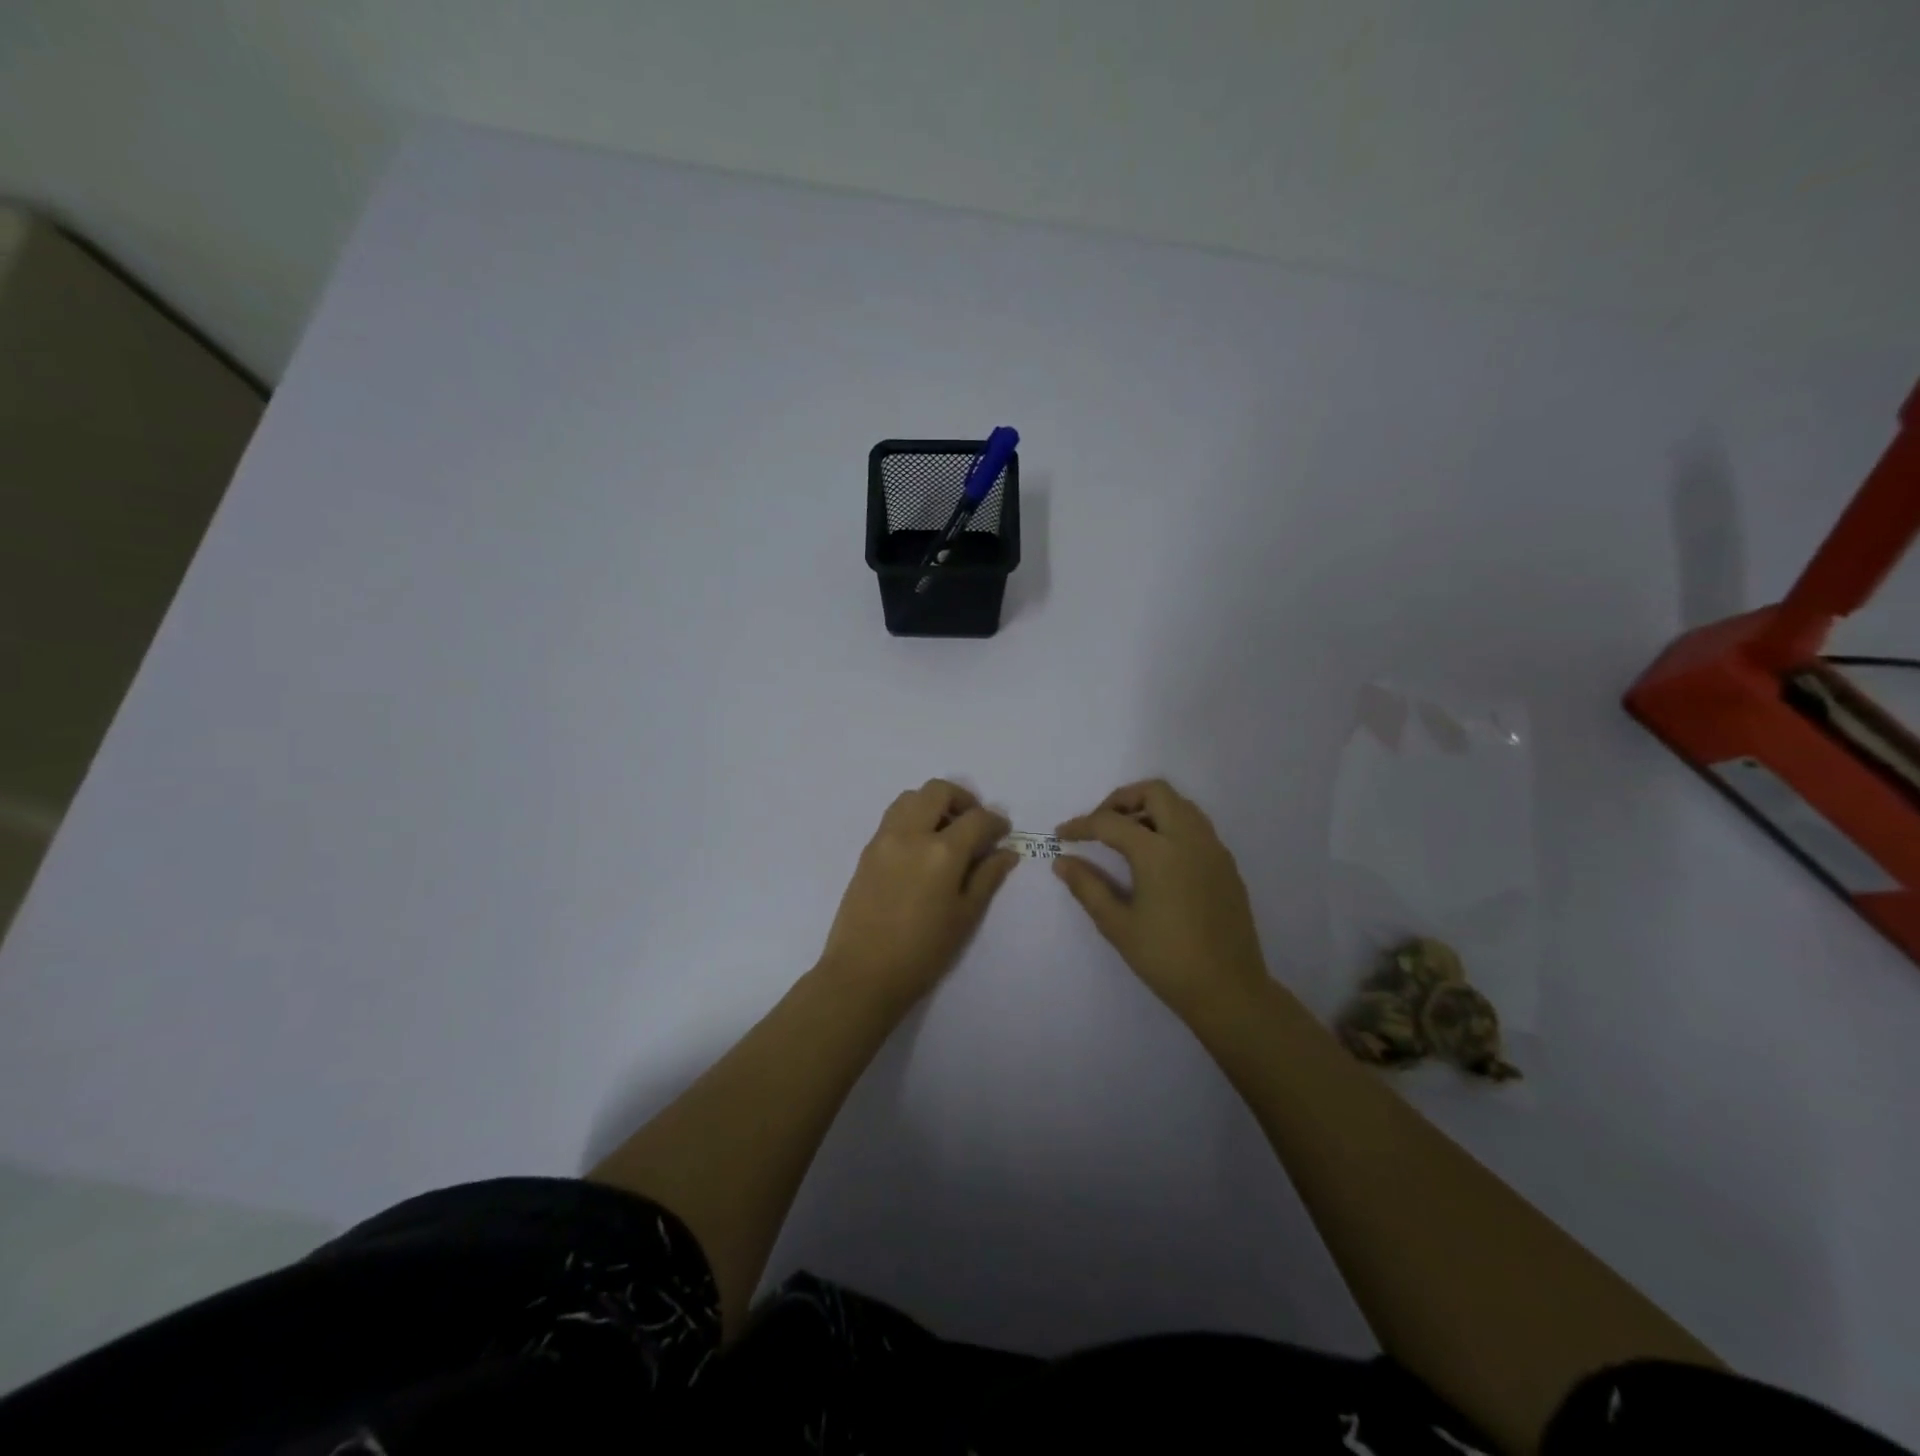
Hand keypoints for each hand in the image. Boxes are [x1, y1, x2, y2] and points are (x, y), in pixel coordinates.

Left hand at [818, 780, 1019, 1009]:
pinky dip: (913, 817)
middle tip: (974, 823)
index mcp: (942, 851)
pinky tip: (922, 847)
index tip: (1003, 832)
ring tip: (946, 831)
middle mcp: (911, 834)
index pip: (976, 819)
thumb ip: (987, 877)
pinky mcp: (867, 850)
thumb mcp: (965, 916)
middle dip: (963, 799)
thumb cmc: (922, 952)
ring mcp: (884, 839)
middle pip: (938, 791)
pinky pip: (893, 817)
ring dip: (933, 803)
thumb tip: (1006, 851)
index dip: (995, 822)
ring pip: (911, 797)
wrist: (862, 974)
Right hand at [1055, 779, 1268, 1022]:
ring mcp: (1213, 849)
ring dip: (1149, 808)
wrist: (1228, 990)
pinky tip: (1157, 858)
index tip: (1061, 835)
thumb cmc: (1166, 959)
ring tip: (1126, 837)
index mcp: (1158, 852)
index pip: (1111, 822)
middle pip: (1154, 792)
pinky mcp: (1227, 864)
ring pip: (1180, 804)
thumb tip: (1062, 861)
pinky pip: (1196, 826)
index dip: (1081, 825)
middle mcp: (1189, 838)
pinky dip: (1171, 825)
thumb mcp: (1118, 925)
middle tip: (1100, 824)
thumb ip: (1087, 886)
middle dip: (1121, 800)